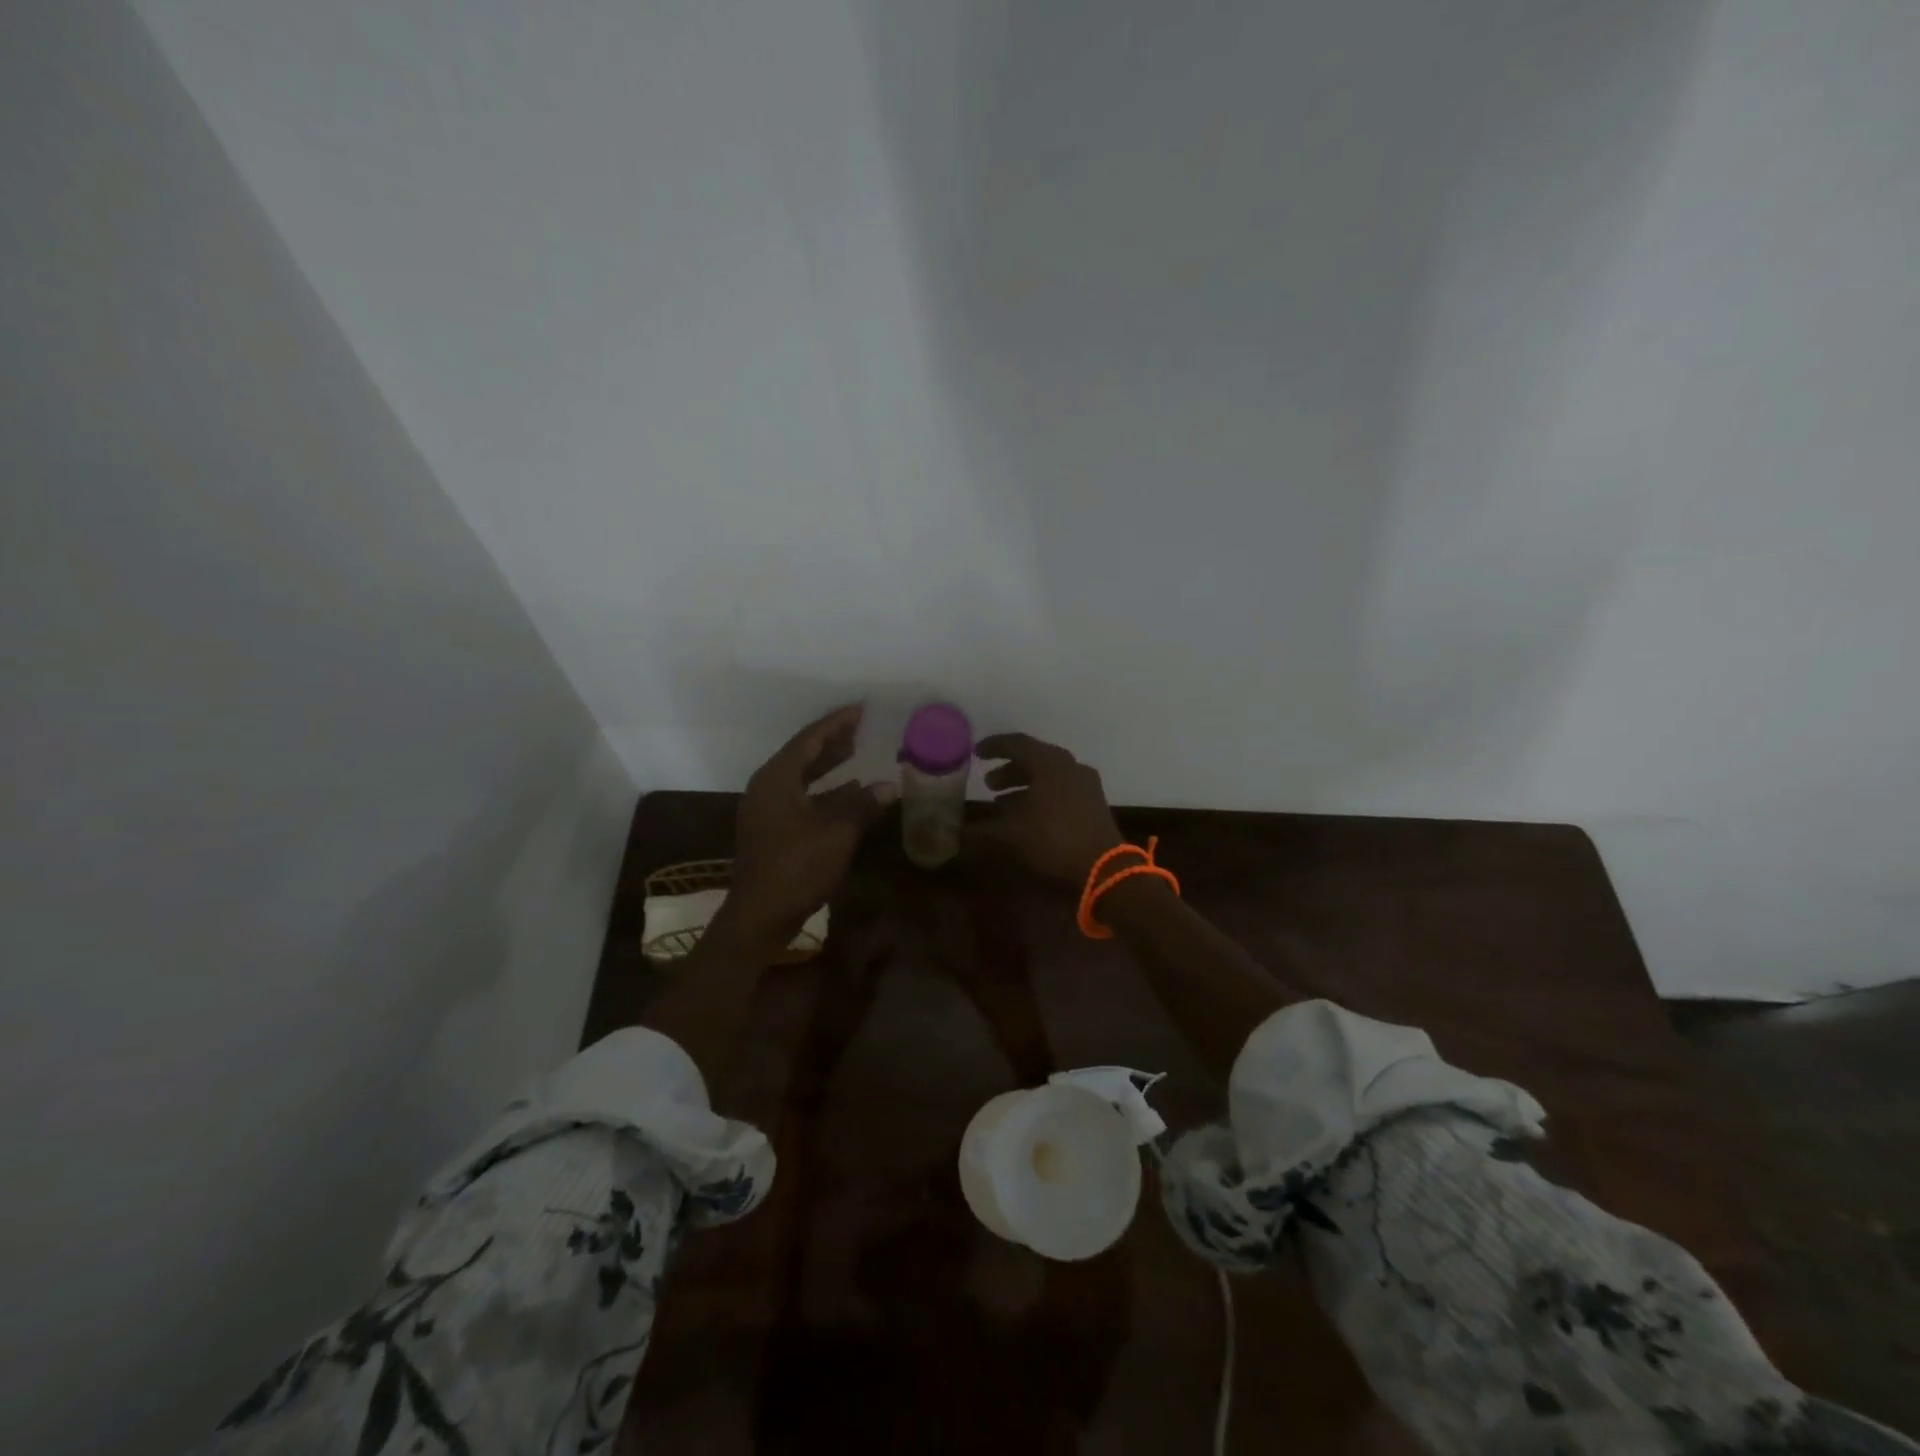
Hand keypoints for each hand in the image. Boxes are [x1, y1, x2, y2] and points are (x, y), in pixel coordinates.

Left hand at [727, 705, 896, 952]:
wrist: (759, 916)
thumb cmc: (797, 869)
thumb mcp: (837, 834)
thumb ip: (862, 805)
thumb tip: (889, 785)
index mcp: (777, 780)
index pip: (809, 740)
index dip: (836, 724)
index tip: (860, 709)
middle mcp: (767, 788)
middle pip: (802, 755)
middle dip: (832, 741)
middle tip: (860, 727)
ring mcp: (766, 810)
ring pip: (801, 777)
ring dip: (828, 766)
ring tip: (857, 752)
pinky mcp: (771, 830)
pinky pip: (800, 797)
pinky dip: (824, 791)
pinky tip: (849, 793)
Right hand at [963, 733, 1122, 886]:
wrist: (1103, 868)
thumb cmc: (1053, 841)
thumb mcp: (1010, 836)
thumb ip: (980, 831)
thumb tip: (955, 834)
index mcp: (1050, 763)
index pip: (1017, 743)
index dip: (994, 747)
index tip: (976, 753)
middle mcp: (1070, 767)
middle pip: (1034, 759)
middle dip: (1009, 769)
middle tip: (988, 783)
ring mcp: (1085, 784)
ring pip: (1048, 776)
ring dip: (1024, 785)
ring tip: (1001, 803)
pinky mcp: (1093, 803)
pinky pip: (1061, 790)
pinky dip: (1040, 796)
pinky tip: (1027, 817)